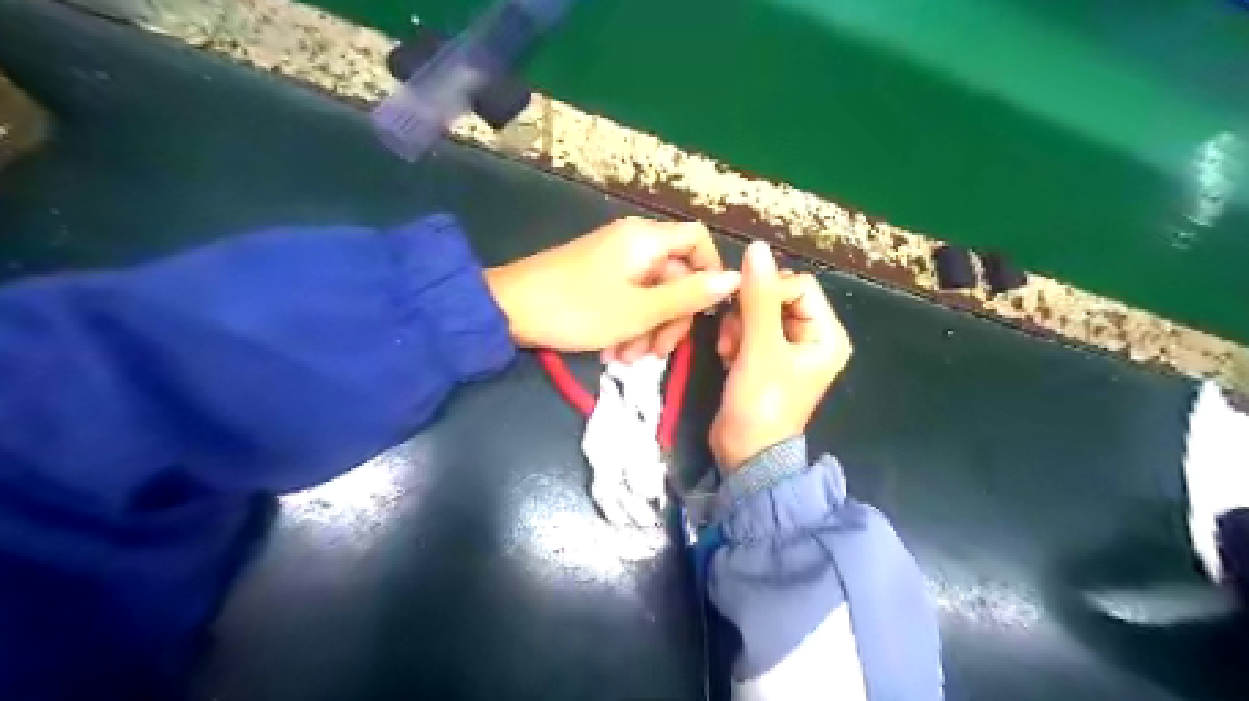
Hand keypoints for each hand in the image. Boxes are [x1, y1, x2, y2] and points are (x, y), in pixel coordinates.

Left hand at [485, 215, 738, 354]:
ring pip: (652, 293)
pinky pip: (628, 299)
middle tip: (656, 354)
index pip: (698, 240)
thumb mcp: (640, 310)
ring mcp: (613, 261)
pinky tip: (613, 352)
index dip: (709, 272)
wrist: (508, 311)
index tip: (705, 311)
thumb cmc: (578, 309)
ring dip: (648, 329)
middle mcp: (633, 243)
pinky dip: (628, 325)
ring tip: (627, 359)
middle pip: (675, 274)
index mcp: (646, 240)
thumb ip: (689, 296)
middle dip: (671, 317)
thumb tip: (735, 279)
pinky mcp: (597, 278)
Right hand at [706, 239, 853, 470]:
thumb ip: (758, 297)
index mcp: (826, 334)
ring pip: (758, 311)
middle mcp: (812, 337)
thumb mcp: (760, 348)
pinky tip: (727, 356)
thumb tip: (757, 248)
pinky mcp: (765, 357)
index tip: (742, 312)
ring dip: (738, 325)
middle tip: (735, 337)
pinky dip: (735, 337)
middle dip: (750, 312)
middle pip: (778, 296)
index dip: (768, 291)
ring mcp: (788, 348)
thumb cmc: (761, 403)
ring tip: (729, 350)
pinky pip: (749, 329)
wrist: (744, 452)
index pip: (799, 285)